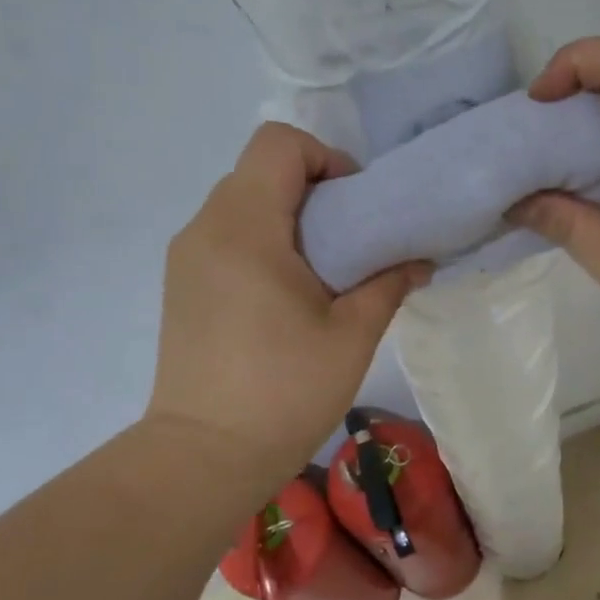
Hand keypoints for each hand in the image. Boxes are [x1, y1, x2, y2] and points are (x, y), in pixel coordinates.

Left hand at [146, 123, 430, 485]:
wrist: (205, 456)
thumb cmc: (284, 392)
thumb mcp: (352, 336)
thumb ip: (388, 284)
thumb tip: (419, 260)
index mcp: (246, 227)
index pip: (279, 144)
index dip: (326, 159)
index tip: (356, 207)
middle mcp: (205, 228)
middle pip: (260, 171)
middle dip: (313, 191)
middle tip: (350, 243)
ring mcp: (186, 258)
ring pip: (241, 204)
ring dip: (287, 220)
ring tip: (321, 274)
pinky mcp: (181, 286)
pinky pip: (225, 237)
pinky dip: (262, 244)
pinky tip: (285, 298)